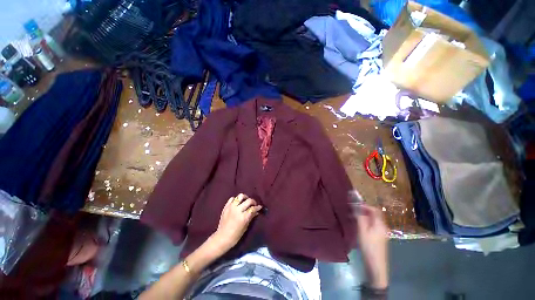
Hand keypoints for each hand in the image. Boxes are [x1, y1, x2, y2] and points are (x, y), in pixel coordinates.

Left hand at [211, 194, 261, 251]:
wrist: (222, 237)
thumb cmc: (235, 235)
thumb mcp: (245, 227)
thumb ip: (251, 217)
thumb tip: (256, 211)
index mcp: (243, 217)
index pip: (253, 208)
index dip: (257, 207)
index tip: (260, 207)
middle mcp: (237, 210)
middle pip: (248, 201)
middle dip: (253, 201)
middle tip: (254, 204)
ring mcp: (231, 207)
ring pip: (240, 196)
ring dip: (245, 197)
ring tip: (246, 201)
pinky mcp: (226, 207)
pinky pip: (232, 198)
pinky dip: (236, 199)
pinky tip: (237, 203)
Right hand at [355, 203, 388, 288]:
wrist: (376, 266)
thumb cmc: (369, 247)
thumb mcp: (362, 231)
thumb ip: (360, 217)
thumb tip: (357, 206)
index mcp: (380, 224)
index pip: (374, 210)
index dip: (365, 205)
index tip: (354, 204)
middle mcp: (382, 227)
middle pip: (374, 214)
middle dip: (363, 210)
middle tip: (352, 210)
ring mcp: (381, 233)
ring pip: (372, 220)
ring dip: (363, 216)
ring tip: (352, 217)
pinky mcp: (378, 238)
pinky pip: (372, 226)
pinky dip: (365, 222)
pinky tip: (357, 225)